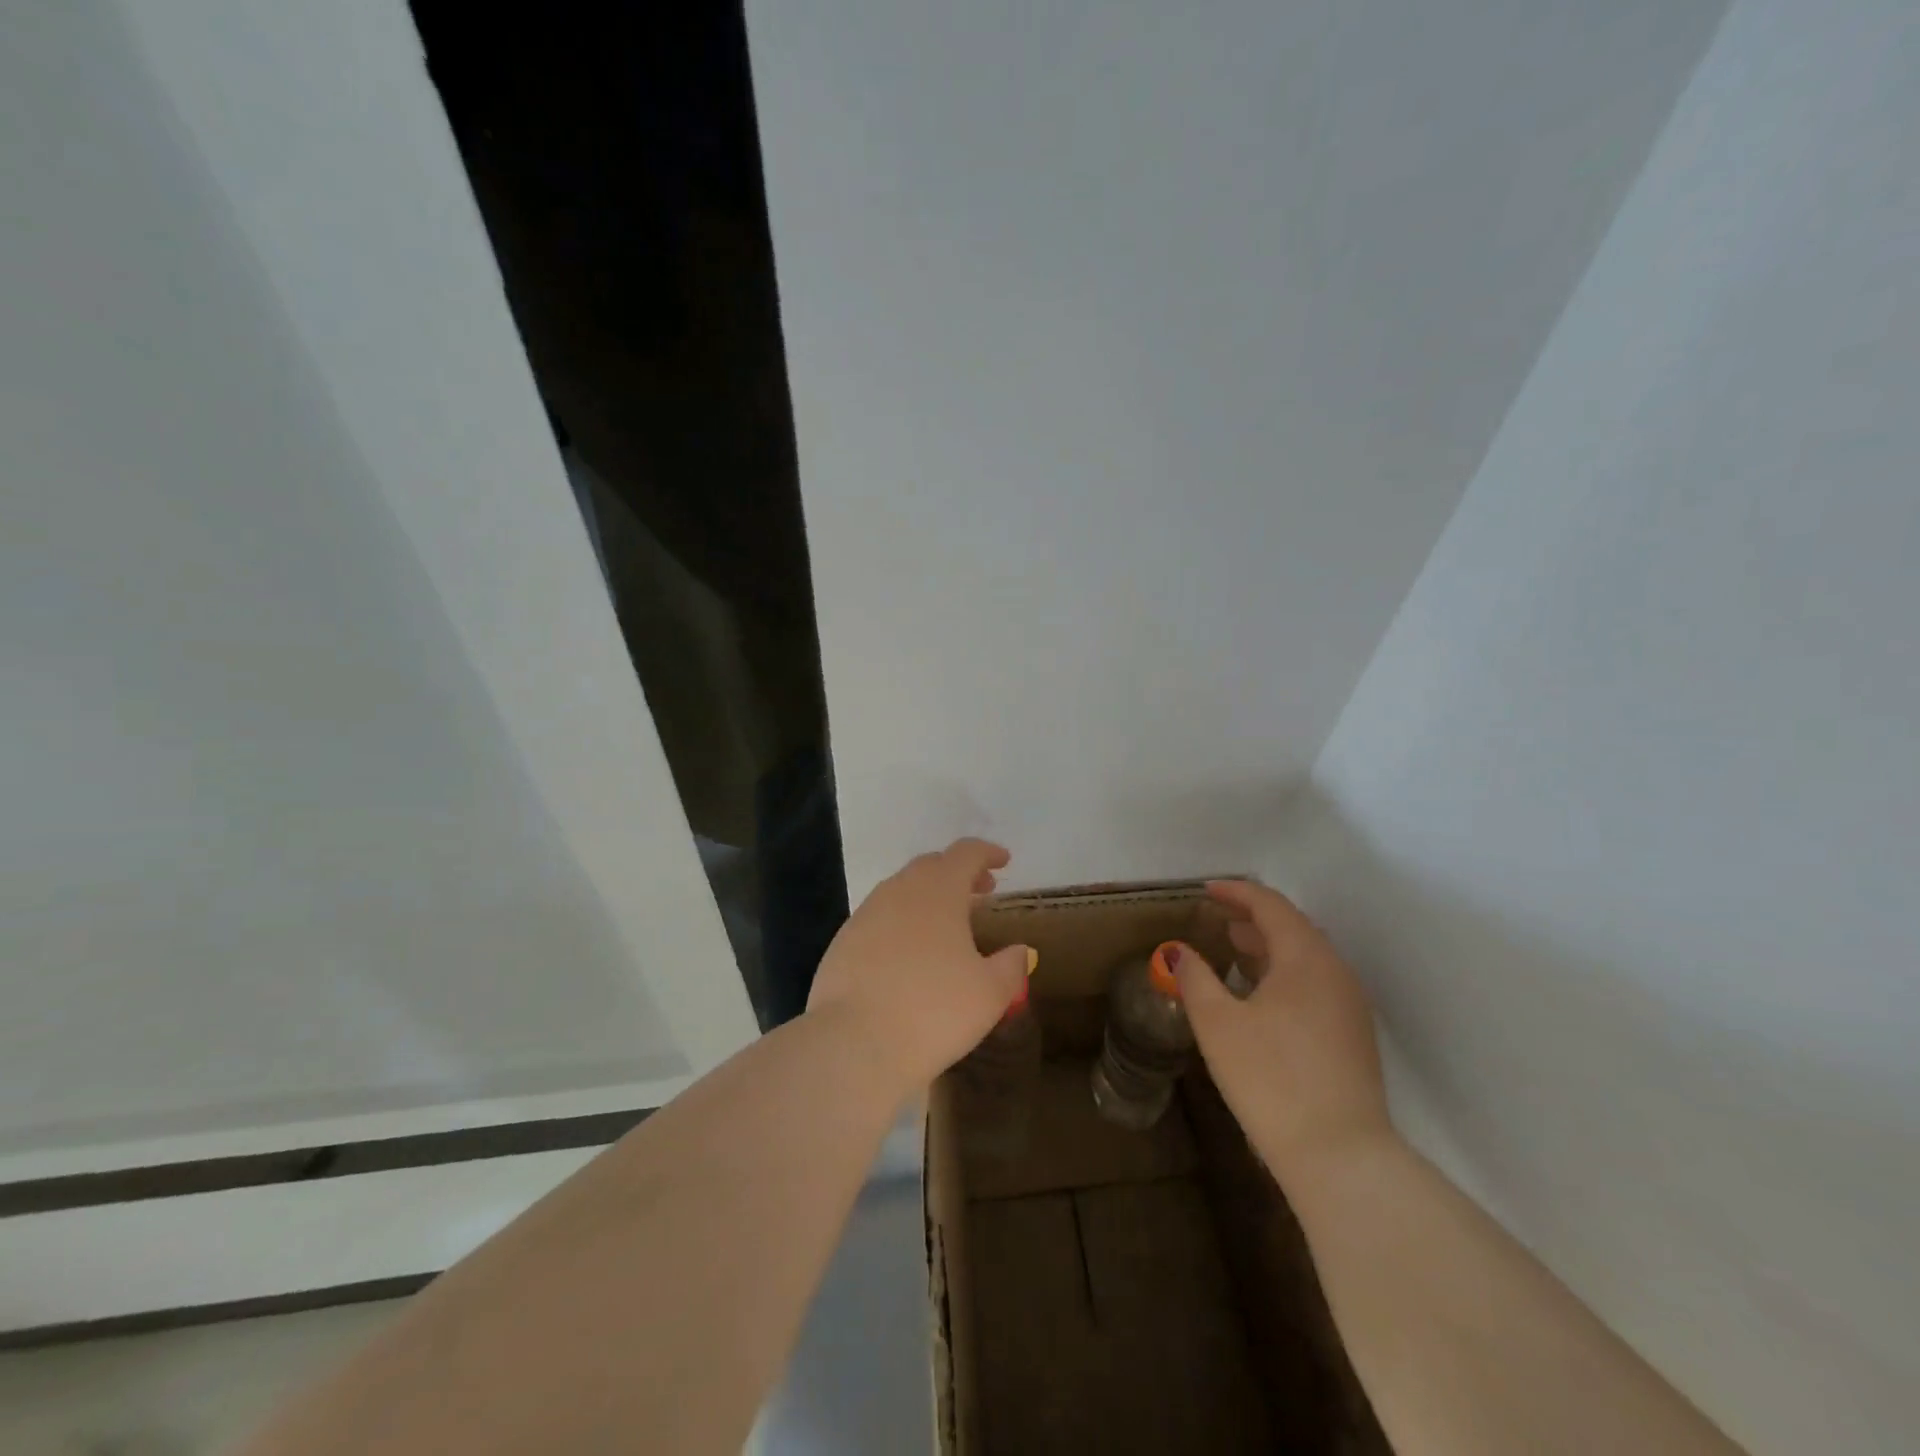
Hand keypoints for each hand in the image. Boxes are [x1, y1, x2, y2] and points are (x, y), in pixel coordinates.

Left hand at [806, 839, 1030, 1096]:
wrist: (853, 1043)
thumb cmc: (934, 1010)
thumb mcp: (990, 993)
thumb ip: (1011, 966)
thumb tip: (1019, 951)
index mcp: (939, 889)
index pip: (966, 853)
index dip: (987, 853)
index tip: (1003, 862)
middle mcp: (900, 890)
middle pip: (932, 865)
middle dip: (958, 873)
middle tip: (980, 892)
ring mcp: (866, 914)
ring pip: (902, 890)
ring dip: (928, 896)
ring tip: (947, 924)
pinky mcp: (843, 941)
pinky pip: (880, 917)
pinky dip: (902, 922)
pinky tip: (910, 953)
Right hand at [1172, 880, 1393, 1185]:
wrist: (1340, 1156)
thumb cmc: (1271, 1078)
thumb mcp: (1218, 1024)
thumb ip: (1195, 978)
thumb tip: (1178, 952)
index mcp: (1306, 957)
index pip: (1271, 906)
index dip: (1236, 892)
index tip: (1205, 890)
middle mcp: (1335, 971)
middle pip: (1293, 927)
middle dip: (1253, 917)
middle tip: (1217, 917)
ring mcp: (1350, 1005)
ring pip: (1306, 957)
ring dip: (1269, 946)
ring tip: (1235, 948)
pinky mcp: (1353, 1035)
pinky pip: (1315, 982)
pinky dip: (1284, 972)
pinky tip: (1261, 994)